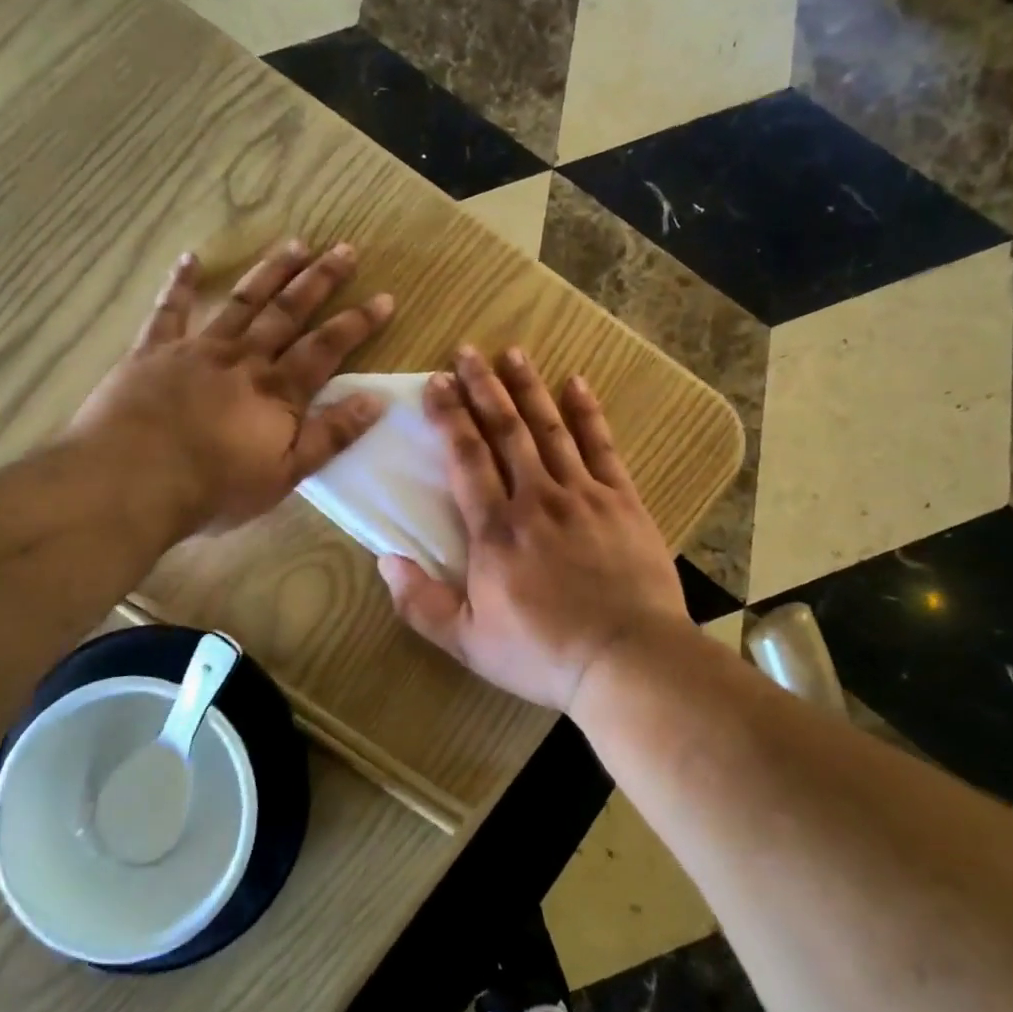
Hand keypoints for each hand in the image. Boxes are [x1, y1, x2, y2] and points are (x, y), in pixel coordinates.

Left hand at [64, 240, 393, 536]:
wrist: (130, 482)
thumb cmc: (213, 488)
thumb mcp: (285, 474)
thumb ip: (330, 435)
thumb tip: (377, 400)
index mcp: (277, 391)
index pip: (327, 348)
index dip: (357, 323)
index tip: (384, 298)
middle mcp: (244, 359)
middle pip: (289, 312)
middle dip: (320, 280)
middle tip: (345, 249)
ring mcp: (197, 349)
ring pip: (242, 302)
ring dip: (270, 272)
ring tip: (295, 244)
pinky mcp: (153, 351)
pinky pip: (169, 310)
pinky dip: (181, 283)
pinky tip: (190, 258)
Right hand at [377, 346, 688, 713]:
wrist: (628, 659)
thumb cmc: (542, 653)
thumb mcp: (467, 642)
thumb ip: (420, 602)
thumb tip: (385, 559)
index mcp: (495, 530)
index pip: (466, 458)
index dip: (450, 416)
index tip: (436, 382)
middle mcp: (536, 499)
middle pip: (506, 430)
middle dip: (484, 387)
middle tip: (467, 351)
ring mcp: (583, 495)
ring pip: (550, 428)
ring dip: (529, 388)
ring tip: (512, 353)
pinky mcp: (622, 501)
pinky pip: (602, 446)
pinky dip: (587, 413)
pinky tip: (577, 383)